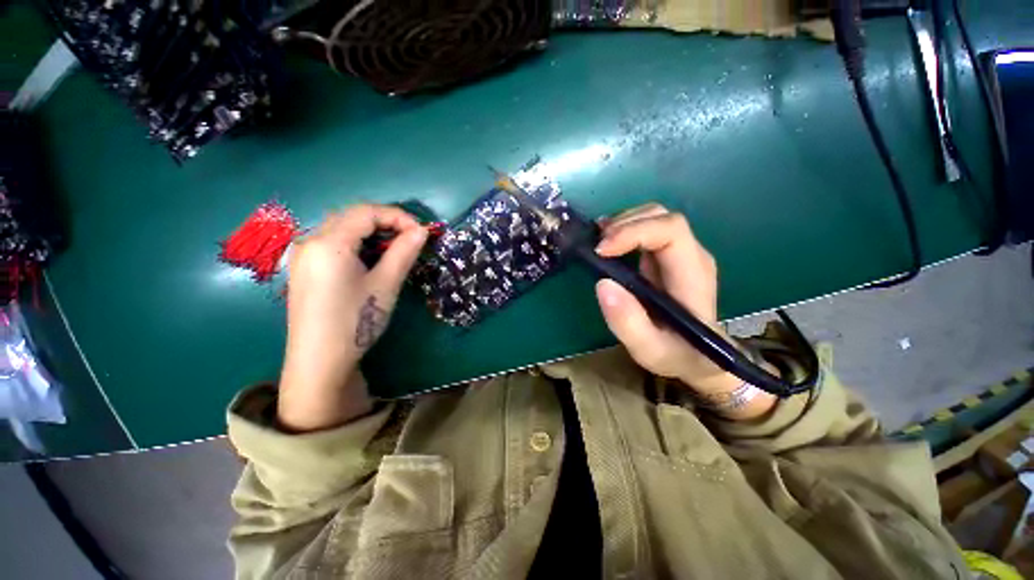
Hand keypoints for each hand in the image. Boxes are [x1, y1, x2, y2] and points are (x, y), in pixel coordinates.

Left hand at [277, 204, 427, 431]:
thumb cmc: (356, 321)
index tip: (421, 232)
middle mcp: (311, 241)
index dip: (398, 216)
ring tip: (395, 250)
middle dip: (385, 222)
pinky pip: (333, 243)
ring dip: (371, 233)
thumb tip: (422, 231)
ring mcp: (304, 255)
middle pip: (352, 216)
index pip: (366, 212)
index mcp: (329, 242)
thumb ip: (403, 252)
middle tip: (410, 239)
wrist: (320, 362)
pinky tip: (370, 261)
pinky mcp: (304, 269)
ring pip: (342, 229)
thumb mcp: (385, 285)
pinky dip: (357, 244)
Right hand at [593, 204, 774, 417]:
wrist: (700, 358)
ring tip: (598, 245)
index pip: (670, 230)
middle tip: (596, 248)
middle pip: (661, 217)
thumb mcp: (649, 350)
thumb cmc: (678, 354)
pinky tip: (607, 244)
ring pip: (653, 218)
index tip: (602, 250)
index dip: (633, 232)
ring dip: (621, 225)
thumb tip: (603, 284)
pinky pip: (646, 230)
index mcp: (692, 274)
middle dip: (624, 224)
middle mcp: (690, 255)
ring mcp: (680, 253)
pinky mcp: (667, 257)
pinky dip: (622, 230)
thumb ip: (628, 322)